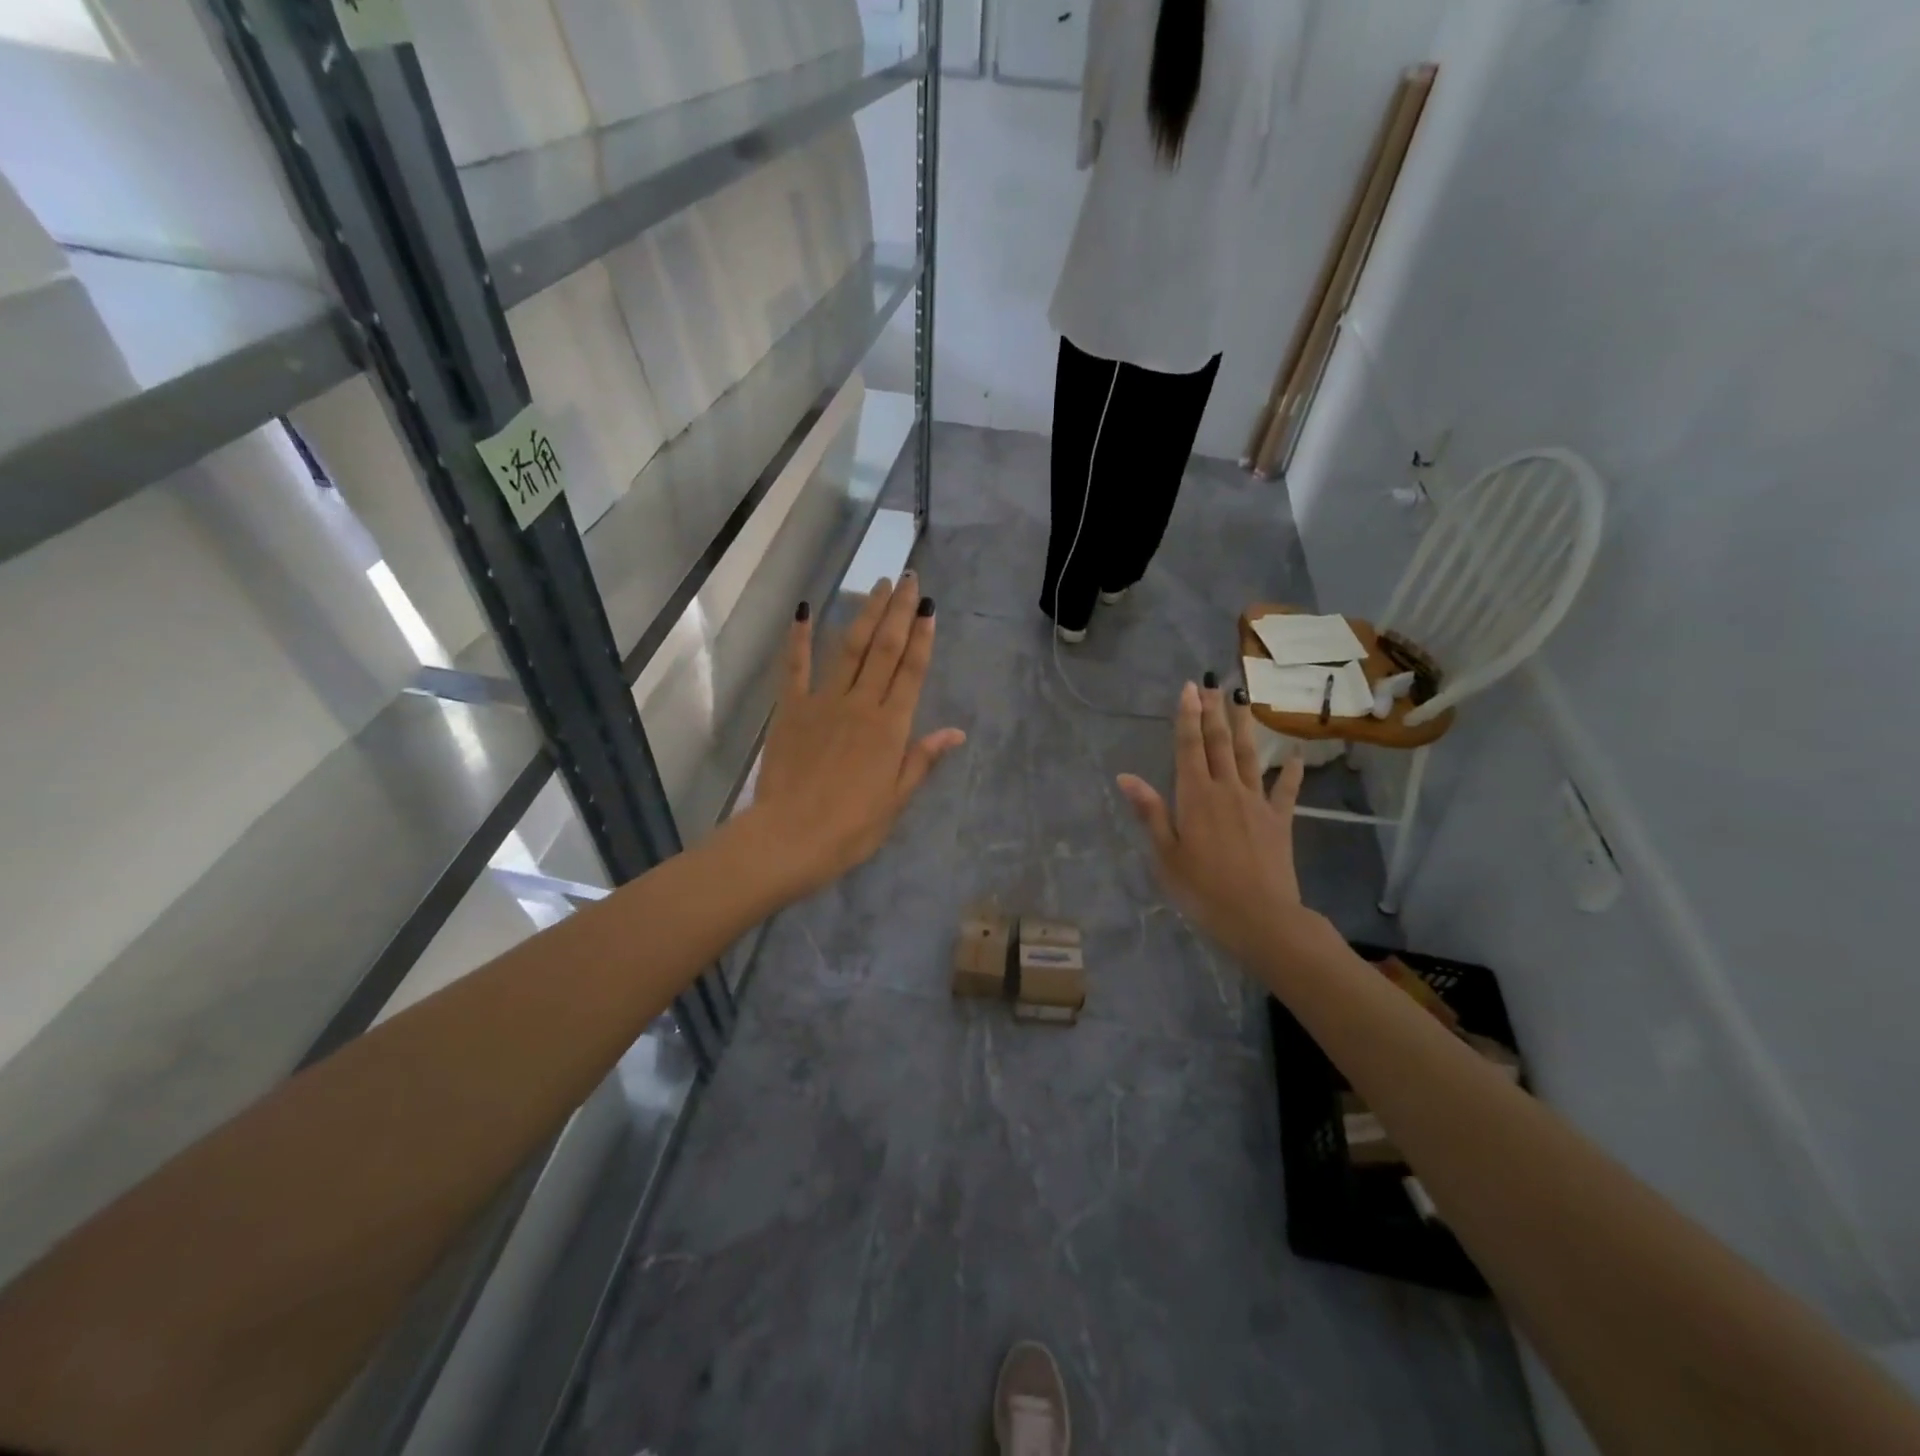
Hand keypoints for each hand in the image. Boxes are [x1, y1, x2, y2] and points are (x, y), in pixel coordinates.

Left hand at [739, 575, 965, 902]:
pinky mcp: (791, 709)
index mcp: (890, 727)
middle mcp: (861, 704)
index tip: (929, 607)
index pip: (911, 671)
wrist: (791, 837)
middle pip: (884, 649)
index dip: (922, 637)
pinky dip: (799, 638)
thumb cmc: (851, 827)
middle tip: (908, 579)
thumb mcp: (896, 798)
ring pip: (848, 648)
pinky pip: (795, 667)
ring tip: (877, 585)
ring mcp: (823, 702)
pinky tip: (804, 611)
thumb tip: (956, 732)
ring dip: (864, 614)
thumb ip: (922, 759)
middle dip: (898, 611)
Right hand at [1117, 681, 1334, 969]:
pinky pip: (1285, 791)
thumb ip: (1150, 812)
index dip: (1187, 716)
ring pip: (1249, 757)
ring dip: (1244, 727)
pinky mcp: (1279, 821)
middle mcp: (1226, 790)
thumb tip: (1126, 777)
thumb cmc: (1202, 890)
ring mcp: (1256, 803)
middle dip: (1214, 712)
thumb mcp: (1165, 855)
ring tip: (1242, 701)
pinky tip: (1294, 756)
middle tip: (1213, 684)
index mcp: (1195, 797)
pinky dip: (1290, 772)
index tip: (1190, 688)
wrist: (1260, 917)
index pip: (1189, 747)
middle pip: (1219, 743)